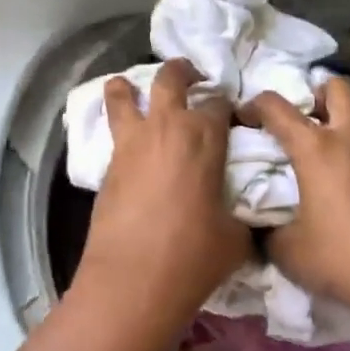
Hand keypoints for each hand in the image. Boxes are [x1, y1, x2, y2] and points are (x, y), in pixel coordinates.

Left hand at [76, 59, 251, 317]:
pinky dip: (117, 122)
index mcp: (205, 136)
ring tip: (130, 87)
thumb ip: (240, 211)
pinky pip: (112, 130)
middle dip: (182, 70)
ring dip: (128, 87)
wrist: (133, 280)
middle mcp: (167, 128)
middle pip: (171, 79)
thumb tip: (242, 212)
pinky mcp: (107, 165)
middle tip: (190, 75)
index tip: (231, 113)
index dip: (227, 104)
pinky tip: (125, 137)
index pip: (219, 101)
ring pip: (123, 96)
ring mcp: (132, 144)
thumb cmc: (194, 256)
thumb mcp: (236, 235)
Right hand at [244, 76, 349, 341]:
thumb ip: (268, 231)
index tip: (244, 117)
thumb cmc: (343, 260)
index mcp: (316, 149)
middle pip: (339, 87)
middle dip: (318, 92)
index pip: (277, 108)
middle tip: (306, 117)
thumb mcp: (289, 252)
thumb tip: (259, 226)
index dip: (255, 105)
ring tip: (340, 134)